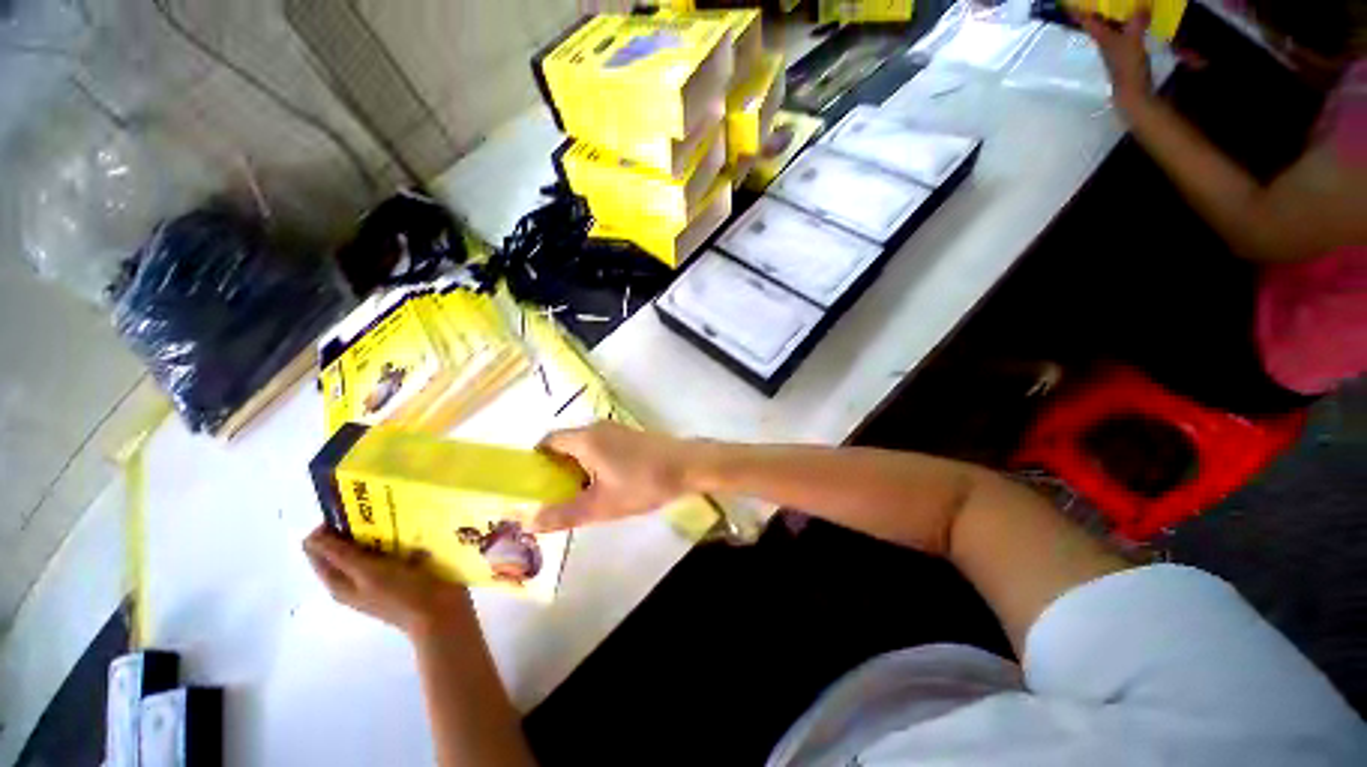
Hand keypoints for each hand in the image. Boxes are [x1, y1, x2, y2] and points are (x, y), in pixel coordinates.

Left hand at [304, 527, 474, 639]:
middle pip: (345, 545)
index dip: (329, 528)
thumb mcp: (369, 573)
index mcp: (339, 581)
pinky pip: (394, 546)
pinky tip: (414, 528)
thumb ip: (342, 556)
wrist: (441, 612)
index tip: (353, 512)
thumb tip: (311, 536)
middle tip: (379, 512)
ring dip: (381, 530)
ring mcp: (380, 574)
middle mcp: (355, 577)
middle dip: (357, 526)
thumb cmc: (402, 594)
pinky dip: (399, 536)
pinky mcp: (403, 569)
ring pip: (371, 543)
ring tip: (399, 516)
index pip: (318, 549)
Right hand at [531, 422, 693, 531]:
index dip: (536, 461)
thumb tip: (529, 521)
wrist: (688, 466)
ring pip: (585, 446)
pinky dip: (594, 463)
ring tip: (577, 496)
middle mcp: (597, 427)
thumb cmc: (643, 483)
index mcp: (585, 439)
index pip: (548, 442)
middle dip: (556, 469)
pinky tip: (605, 485)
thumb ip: (564, 514)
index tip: (532, 485)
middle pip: (566, 444)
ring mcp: (617, 430)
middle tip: (553, 497)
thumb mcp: (601, 506)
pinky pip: (602, 447)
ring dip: (577, 468)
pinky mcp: (631, 436)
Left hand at [1076, 4, 1154, 111]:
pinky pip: (1123, 32)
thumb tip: (1142, 5)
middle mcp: (1104, 41)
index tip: (1068, 5)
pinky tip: (1136, 17)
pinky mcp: (1124, 52)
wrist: (1132, 91)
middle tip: (1094, 2)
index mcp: (1101, 37)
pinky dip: (1126, 22)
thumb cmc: (1128, 66)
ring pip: (1110, 26)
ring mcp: (1113, 47)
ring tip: (1118, 4)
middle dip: (1095, 11)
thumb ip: (1137, 22)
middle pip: (1097, 22)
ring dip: (1112, 15)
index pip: (1087, 20)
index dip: (1078, 11)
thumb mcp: (1132, 41)